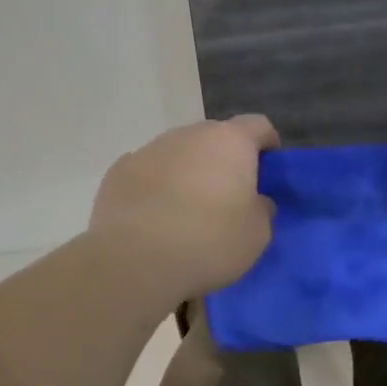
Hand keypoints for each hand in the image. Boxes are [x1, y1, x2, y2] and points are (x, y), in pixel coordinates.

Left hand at [89, 115, 278, 299]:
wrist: (135, 260)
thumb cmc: (209, 242)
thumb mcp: (256, 234)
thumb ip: (261, 209)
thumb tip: (254, 201)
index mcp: (230, 142)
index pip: (258, 125)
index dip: (267, 144)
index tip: (268, 170)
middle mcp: (189, 135)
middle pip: (214, 137)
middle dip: (224, 160)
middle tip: (228, 196)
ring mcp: (150, 149)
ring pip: (178, 153)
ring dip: (188, 172)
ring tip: (188, 212)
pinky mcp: (118, 171)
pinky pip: (148, 173)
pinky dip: (156, 187)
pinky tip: (154, 218)